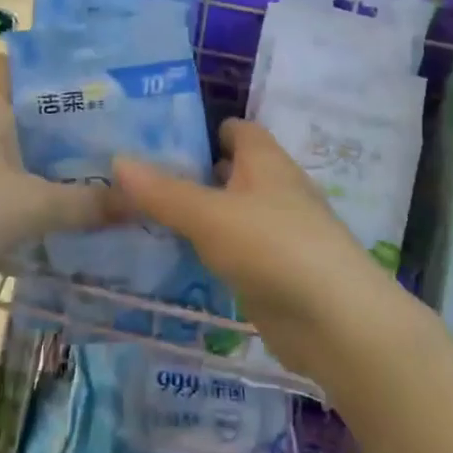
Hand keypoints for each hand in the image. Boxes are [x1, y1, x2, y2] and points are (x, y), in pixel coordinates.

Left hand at [0, 54, 114, 272]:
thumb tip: (140, 201)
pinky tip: (44, 202)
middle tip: (95, 122)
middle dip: (49, 114)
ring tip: (79, 162)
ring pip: (3, 147)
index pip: (6, 69)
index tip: (71, 67)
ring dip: (33, 153)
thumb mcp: (36, 206)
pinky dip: (17, 184)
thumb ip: (87, 205)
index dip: (34, 62)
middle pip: (12, 110)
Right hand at [112, 120, 385, 381]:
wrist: (335, 322)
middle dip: (186, 174)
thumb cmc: (273, 246)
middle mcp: (273, 189)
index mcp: (264, 160)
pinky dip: (206, 252)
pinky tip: (170, 260)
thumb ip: (162, 191)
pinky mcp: (272, 272)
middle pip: (227, 171)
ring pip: (226, 214)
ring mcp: (275, 233)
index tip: (154, 139)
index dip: (200, 130)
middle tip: (131, 181)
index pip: (234, 129)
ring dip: (193, 216)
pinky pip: (231, 252)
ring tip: (137, 218)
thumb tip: (117, 161)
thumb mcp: (209, 215)